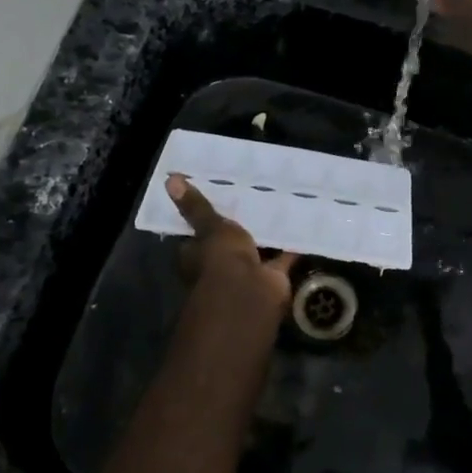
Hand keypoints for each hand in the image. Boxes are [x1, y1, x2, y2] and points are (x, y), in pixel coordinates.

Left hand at [166, 174, 297, 333]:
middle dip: (240, 227)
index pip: (198, 234)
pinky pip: (282, 257)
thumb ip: (196, 206)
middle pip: (229, 243)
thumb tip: (170, 179)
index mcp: (197, 255)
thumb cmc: (219, 260)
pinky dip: (291, 246)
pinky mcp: (272, 276)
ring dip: (266, 235)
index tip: (218, 196)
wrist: (249, 294)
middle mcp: (219, 266)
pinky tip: (301, 224)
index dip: (205, 218)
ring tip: (280, 204)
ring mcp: (247, 273)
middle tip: (254, 196)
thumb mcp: (209, 227)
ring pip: (256, 249)